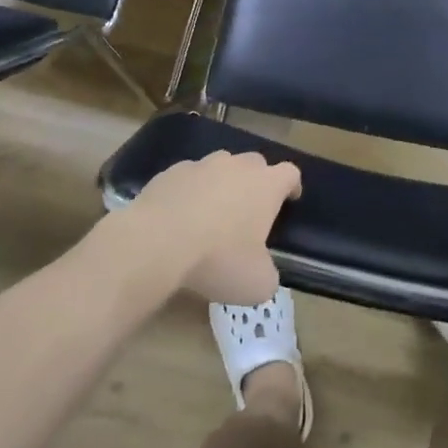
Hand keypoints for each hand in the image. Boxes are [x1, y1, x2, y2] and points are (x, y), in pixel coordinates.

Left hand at [118, 151, 299, 304]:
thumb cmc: (218, 259)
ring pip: (219, 167)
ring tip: (211, 214)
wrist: (156, 243)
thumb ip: (268, 273)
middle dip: (255, 183)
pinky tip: (179, 218)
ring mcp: (201, 165)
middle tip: (249, 212)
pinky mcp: (169, 172)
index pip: (290, 173)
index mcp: (266, 185)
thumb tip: (262, 271)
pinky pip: (187, 178)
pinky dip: (189, 192)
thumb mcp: (257, 283)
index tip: (289, 201)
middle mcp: (237, 166)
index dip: (292, 186)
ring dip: (221, 185)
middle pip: (255, 164)